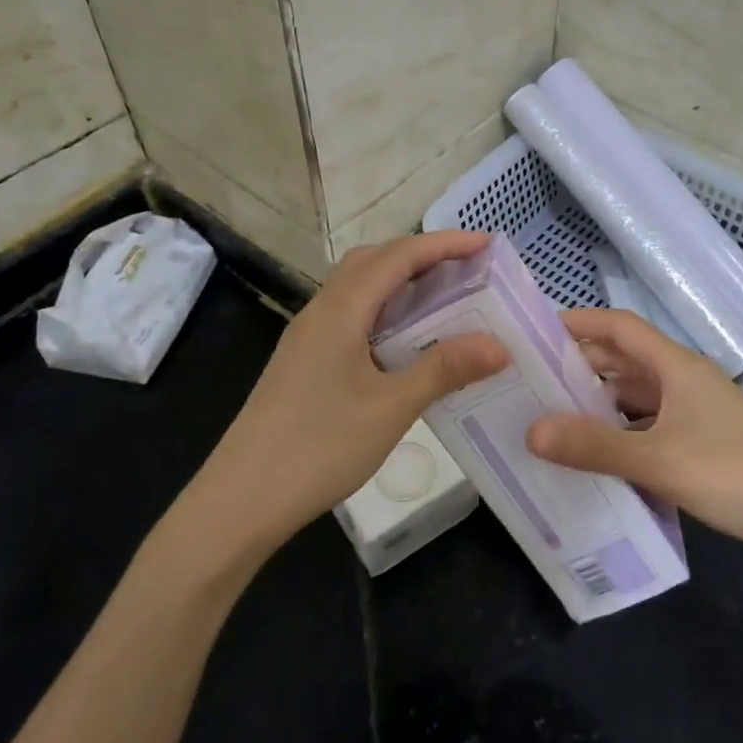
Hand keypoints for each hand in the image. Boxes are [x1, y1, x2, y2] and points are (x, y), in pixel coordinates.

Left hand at [186, 232, 508, 558]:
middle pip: (375, 261)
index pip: (398, 256)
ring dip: (402, 282)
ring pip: (360, 288)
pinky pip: (353, 315)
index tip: (487, 244)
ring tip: (446, 299)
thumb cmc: (318, 447)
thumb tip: (500, 344)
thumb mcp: (391, 408)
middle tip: (469, 270)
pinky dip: (387, 310)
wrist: (242, 498)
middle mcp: (322, 310)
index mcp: (341, 310)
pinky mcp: (306, 360)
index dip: (444, 244)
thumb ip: (444, 369)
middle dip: (423, 255)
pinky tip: (408, 341)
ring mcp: (309, 336)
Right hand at [526, 309, 742, 582]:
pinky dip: (621, 430)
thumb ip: (594, 447)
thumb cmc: (736, 474)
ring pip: (637, 394)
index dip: (579, 322)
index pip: (620, 326)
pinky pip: (650, 423)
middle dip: (581, 364)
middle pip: (625, 358)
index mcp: (677, 367)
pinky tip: (599, 453)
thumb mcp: (658, 461)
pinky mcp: (704, 441)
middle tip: (532, 379)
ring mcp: (697, 412)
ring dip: (600, 400)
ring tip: (554, 415)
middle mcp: (685, 380)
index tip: (535, 331)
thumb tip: (530, 431)